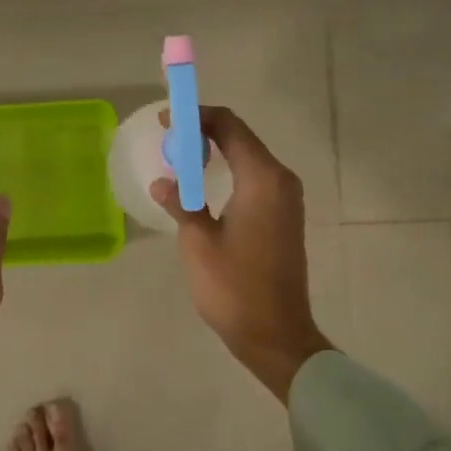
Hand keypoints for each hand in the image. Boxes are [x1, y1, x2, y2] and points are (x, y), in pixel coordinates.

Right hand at [151, 106, 330, 402]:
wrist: (275, 334)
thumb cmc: (234, 287)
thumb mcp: (197, 242)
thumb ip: (181, 203)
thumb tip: (164, 181)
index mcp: (262, 179)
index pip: (229, 126)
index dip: (196, 116)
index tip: (166, 120)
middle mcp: (280, 180)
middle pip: (240, 137)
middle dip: (203, 132)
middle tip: (168, 140)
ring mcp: (286, 199)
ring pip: (248, 158)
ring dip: (215, 152)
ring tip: (179, 160)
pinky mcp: (284, 217)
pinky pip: (254, 178)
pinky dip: (228, 171)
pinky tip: (202, 186)